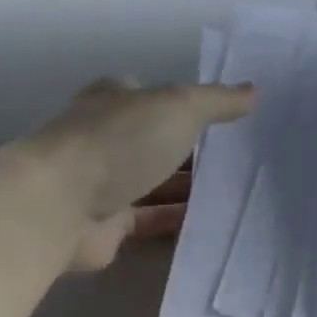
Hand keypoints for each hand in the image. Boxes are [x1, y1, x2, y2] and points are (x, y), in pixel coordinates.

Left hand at [34, 79, 254, 269]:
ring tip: (237, 192)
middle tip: (241, 158)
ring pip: (154, 182)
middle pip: (157, 141)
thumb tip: (256, 91)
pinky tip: (213, 223)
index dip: (191, 105)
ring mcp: (104, 182)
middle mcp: (107, 137)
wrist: (61, 205)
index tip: (230, 119)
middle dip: (193, 149)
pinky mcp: (107, 224)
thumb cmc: (120, 140)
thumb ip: (218, 101)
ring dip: (187, 187)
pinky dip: (177, 220)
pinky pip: (150, 220)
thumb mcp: (180, 106)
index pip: (157, 97)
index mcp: (116, 100)